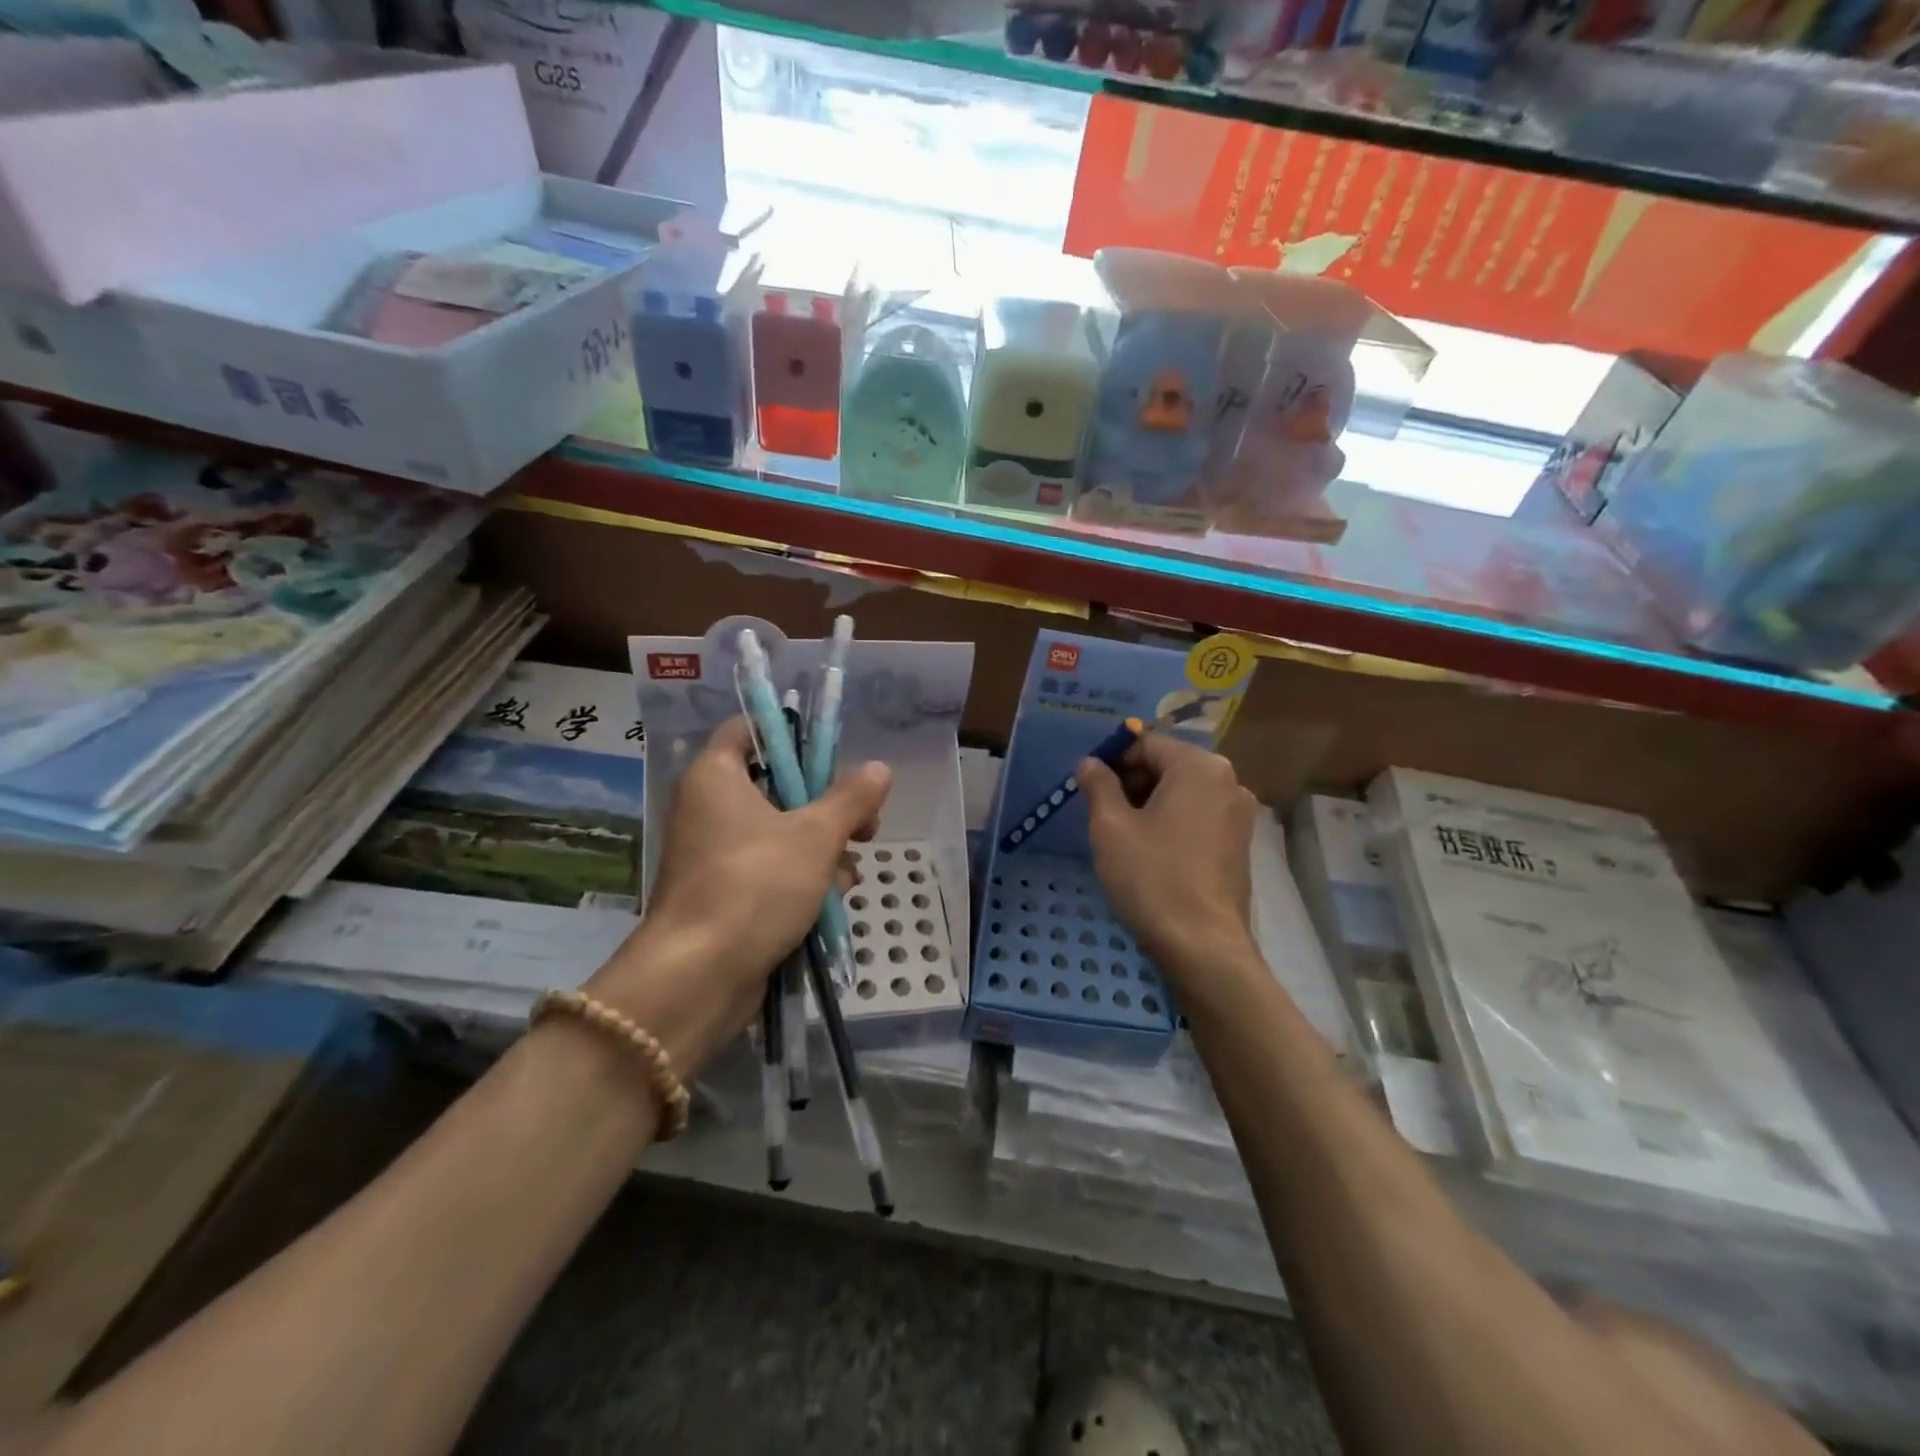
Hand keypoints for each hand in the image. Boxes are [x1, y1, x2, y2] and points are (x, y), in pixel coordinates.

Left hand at [586, 718, 890, 1075]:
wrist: (699, 976)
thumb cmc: (755, 885)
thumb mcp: (815, 836)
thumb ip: (851, 799)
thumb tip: (879, 769)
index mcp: (716, 776)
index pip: (748, 730)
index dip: (792, 735)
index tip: (833, 755)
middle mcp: (708, 808)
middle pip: (777, 786)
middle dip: (827, 806)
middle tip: (865, 823)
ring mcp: (715, 854)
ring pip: (781, 833)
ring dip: (822, 848)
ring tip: (849, 871)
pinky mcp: (725, 893)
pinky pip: (770, 869)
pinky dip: (802, 878)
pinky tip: (833, 898)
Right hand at [1078, 734, 1258, 980]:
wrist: (1202, 943)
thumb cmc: (1151, 876)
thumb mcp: (1111, 827)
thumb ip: (1099, 785)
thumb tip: (1090, 762)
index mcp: (1199, 767)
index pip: (1147, 743)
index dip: (1113, 759)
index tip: (1088, 785)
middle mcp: (1228, 781)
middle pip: (1168, 765)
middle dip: (1132, 780)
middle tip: (1101, 811)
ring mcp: (1239, 814)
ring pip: (1183, 792)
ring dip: (1150, 802)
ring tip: (1122, 833)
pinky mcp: (1240, 843)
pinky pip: (1199, 815)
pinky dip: (1172, 821)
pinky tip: (1151, 850)